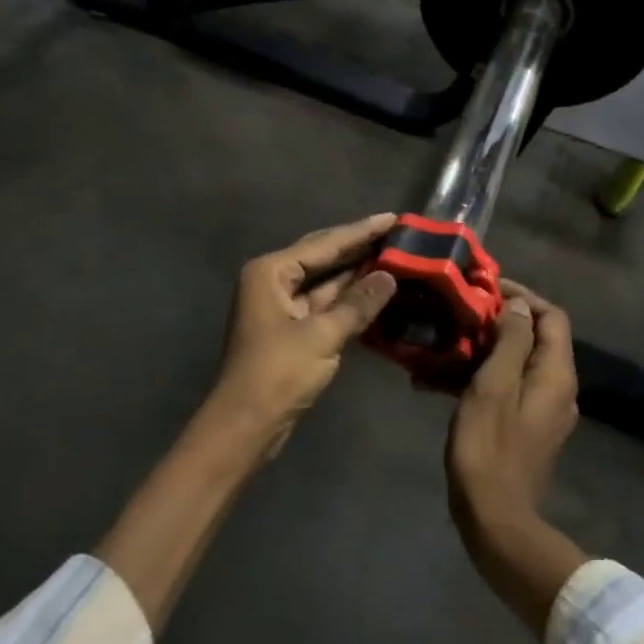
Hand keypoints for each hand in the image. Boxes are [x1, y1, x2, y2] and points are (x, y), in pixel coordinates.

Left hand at [209, 214, 399, 452]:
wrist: (245, 425)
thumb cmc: (277, 373)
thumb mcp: (322, 336)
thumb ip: (357, 304)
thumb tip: (390, 276)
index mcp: (271, 272)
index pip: (324, 244)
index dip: (361, 231)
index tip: (393, 218)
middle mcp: (273, 281)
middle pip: (323, 257)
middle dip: (359, 247)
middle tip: (398, 233)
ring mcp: (281, 306)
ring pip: (325, 282)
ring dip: (357, 273)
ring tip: (395, 256)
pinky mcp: (291, 329)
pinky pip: (324, 304)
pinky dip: (349, 299)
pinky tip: (377, 291)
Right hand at [447, 282, 578, 537]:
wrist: (495, 519)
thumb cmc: (489, 446)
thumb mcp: (494, 385)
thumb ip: (510, 341)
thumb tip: (518, 305)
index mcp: (556, 374)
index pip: (551, 316)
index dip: (522, 296)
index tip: (485, 288)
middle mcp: (557, 388)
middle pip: (534, 338)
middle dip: (497, 320)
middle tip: (459, 313)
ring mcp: (541, 410)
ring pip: (515, 362)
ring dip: (481, 348)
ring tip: (441, 342)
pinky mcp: (523, 428)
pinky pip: (504, 387)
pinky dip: (478, 376)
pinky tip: (437, 380)